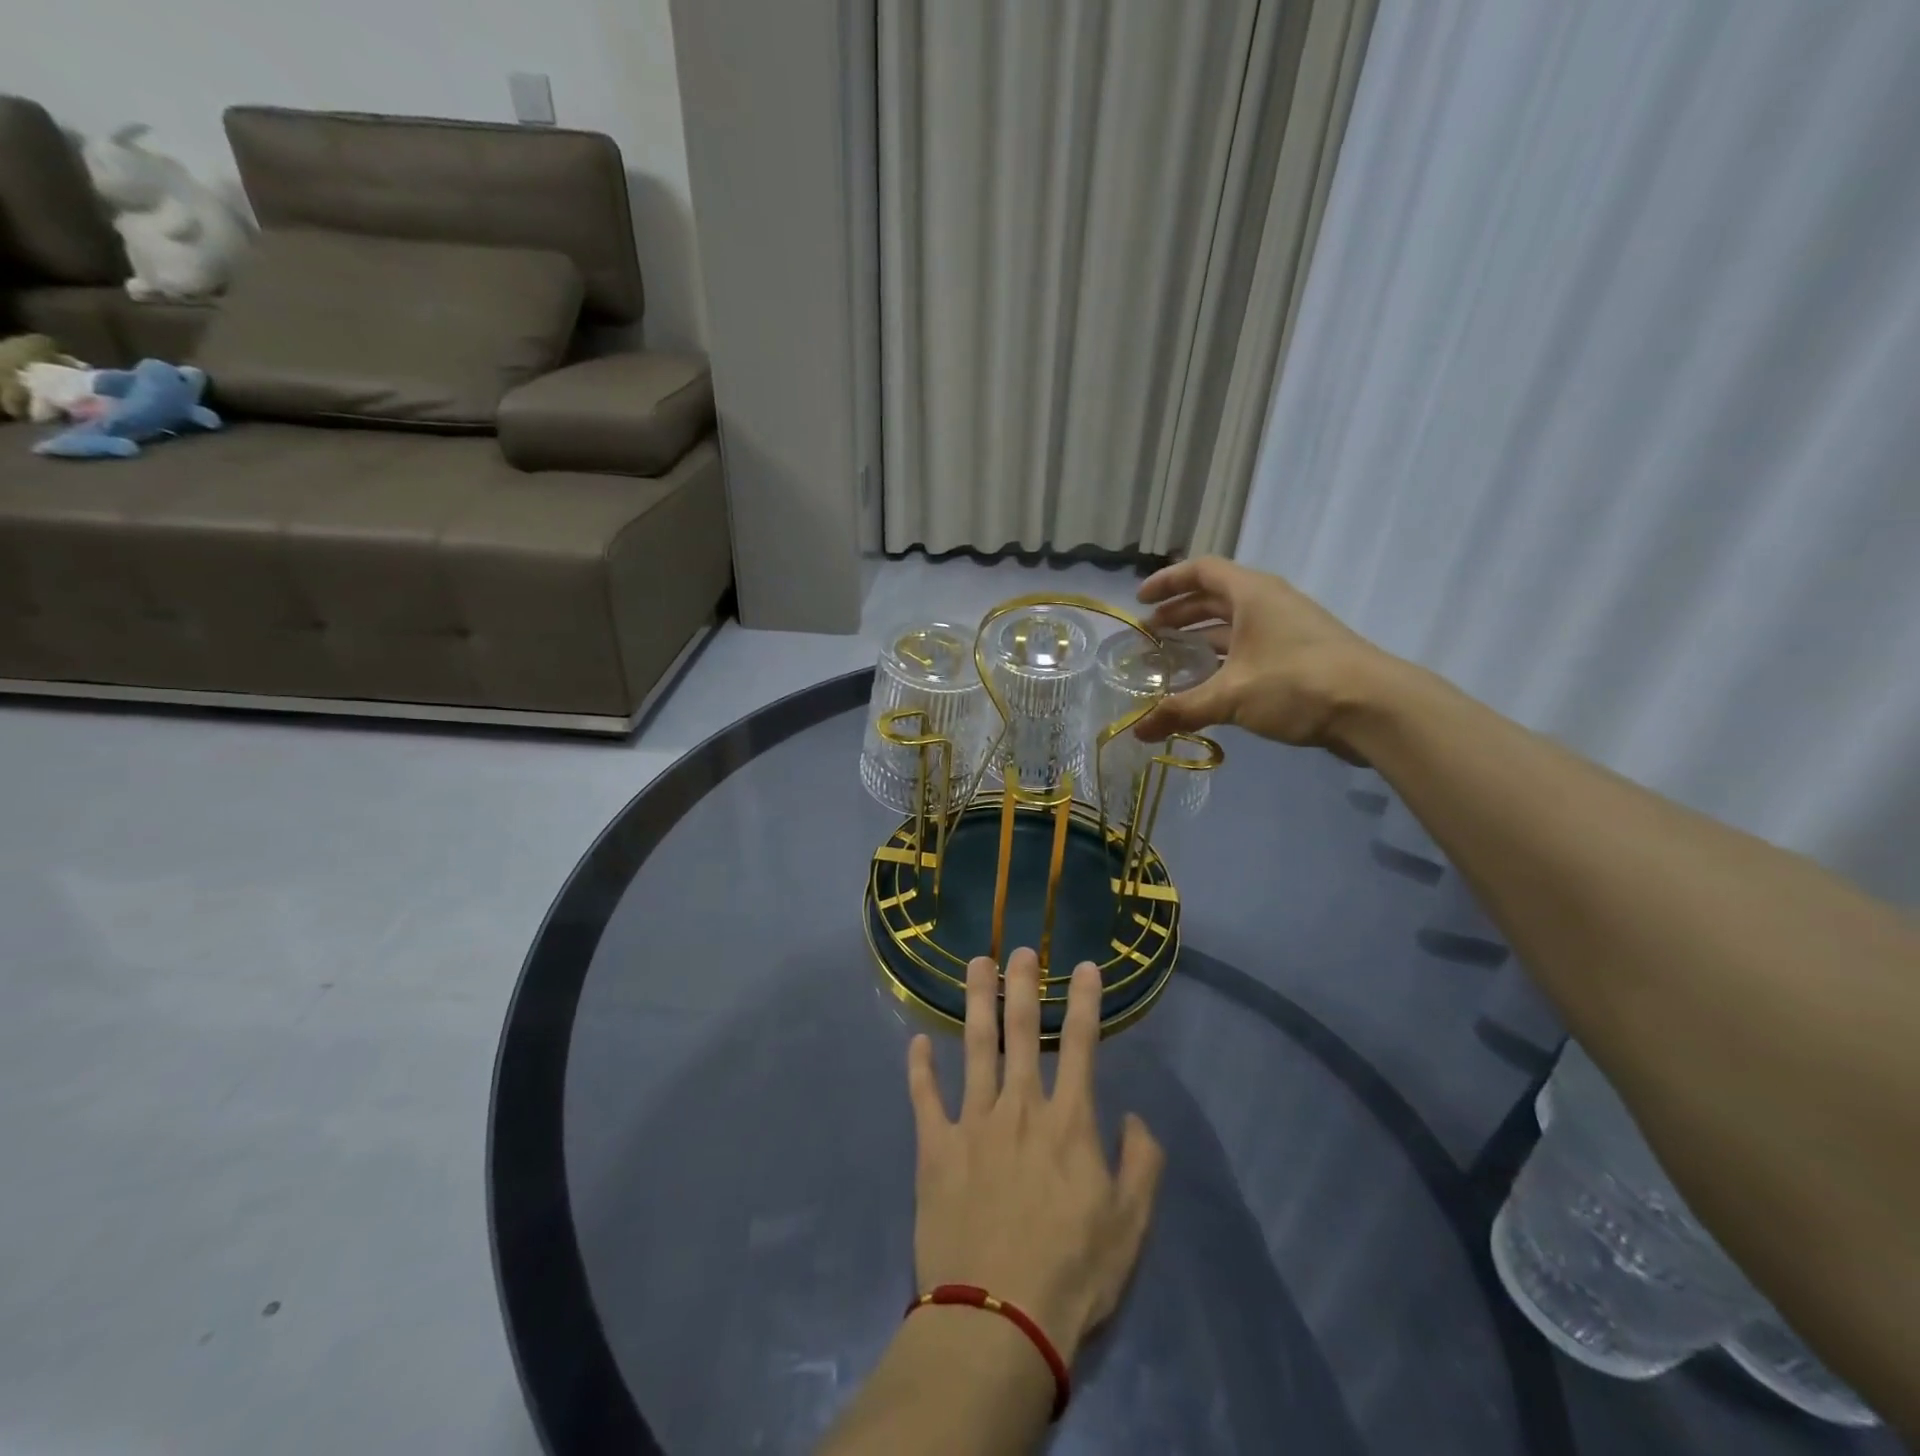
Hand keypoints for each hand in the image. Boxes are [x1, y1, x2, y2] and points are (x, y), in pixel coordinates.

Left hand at [906, 949, 1163, 1366]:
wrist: (998, 1319)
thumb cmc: (1073, 1274)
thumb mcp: (1130, 1226)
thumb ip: (1142, 1165)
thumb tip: (1137, 1118)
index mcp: (1068, 1122)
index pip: (1080, 1045)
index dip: (1084, 1001)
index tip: (1087, 966)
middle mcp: (1020, 1108)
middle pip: (1020, 1031)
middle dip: (1023, 984)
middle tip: (1019, 949)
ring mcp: (972, 1123)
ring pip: (974, 1047)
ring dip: (976, 1002)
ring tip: (976, 964)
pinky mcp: (935, 1149)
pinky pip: (925, 1098)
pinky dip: (920, 1068)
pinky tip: (916, 1041)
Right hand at [1132, 556, 1385, 757]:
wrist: (1375, 708)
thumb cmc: (1297, 683)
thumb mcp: (1231, 696)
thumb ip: (1181, 710)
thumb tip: (1137, 731)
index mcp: (1252, 594)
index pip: (1201, 571)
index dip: (1168, 582)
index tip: (1140, 601)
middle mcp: (1269, 603)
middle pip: (1215, 597)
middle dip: (1180, 614)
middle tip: (1150, 634)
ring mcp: (1287, 630)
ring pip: (1233, 626)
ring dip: (1200, 638)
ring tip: (1172, 659)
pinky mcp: (1299, 657)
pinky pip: (1249, 648)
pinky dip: (1223, 659)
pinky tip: (1208, 685)